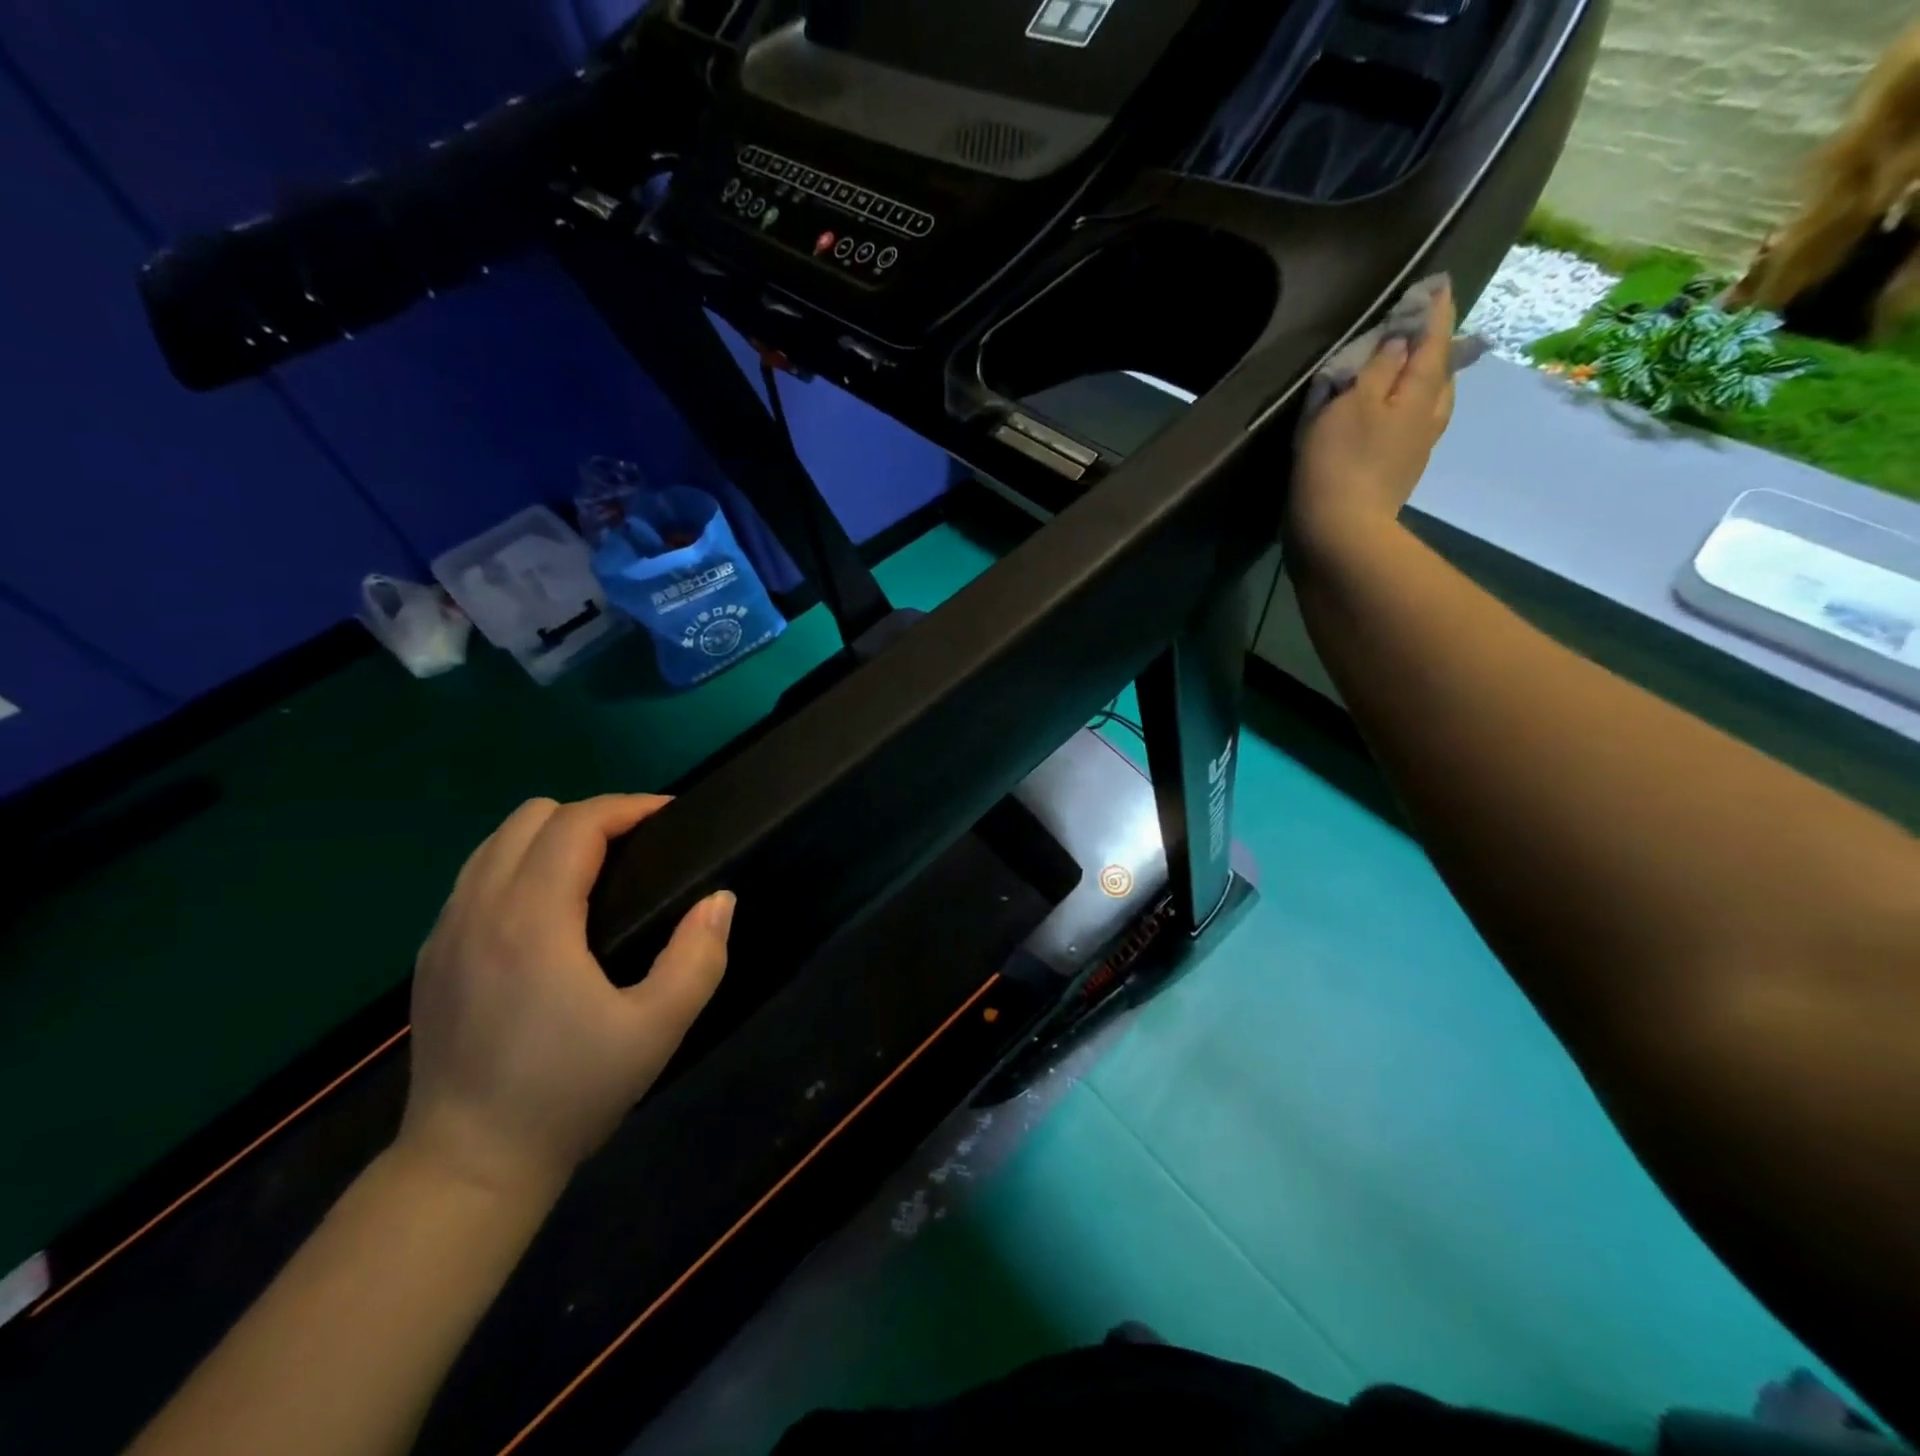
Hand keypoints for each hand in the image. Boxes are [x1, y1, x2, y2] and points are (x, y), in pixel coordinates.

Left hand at [398, 795, 732, 1200]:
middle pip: (531, 816)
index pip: (577, 823)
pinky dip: (520, 866)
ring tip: (598, 870)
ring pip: (497, 843)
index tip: (671, 818)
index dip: (629, 807)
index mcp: (531, 920)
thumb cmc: (569, 1093)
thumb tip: (720, 899)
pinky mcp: (431, 957)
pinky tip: (550, 911)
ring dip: (552, 837)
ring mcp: (444, 932)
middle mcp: (478, 909)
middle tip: (639, 849)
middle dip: (592, 816)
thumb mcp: (657, 1030)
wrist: (467, 1168)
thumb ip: (698, 957)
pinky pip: (476, 877)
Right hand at [1287, 282, 1457, 572]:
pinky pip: (1410, 428)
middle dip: (1434, 347)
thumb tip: (1403, 337)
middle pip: (1439, 372)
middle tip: (1425, 326)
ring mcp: (1414, 451)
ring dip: (1424, 381)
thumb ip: (1379, 366)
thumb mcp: (1352, 403)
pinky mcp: (1395, 475)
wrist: (1338, 534)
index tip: (1439, 283)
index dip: (1434, 311)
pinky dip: (1405, 410)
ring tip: (1411, 369)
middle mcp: (1427, 418)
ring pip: (1429, 403)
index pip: (1433, 340)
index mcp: (1420, 393)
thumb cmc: (1340, 462)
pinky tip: (1392, 414)